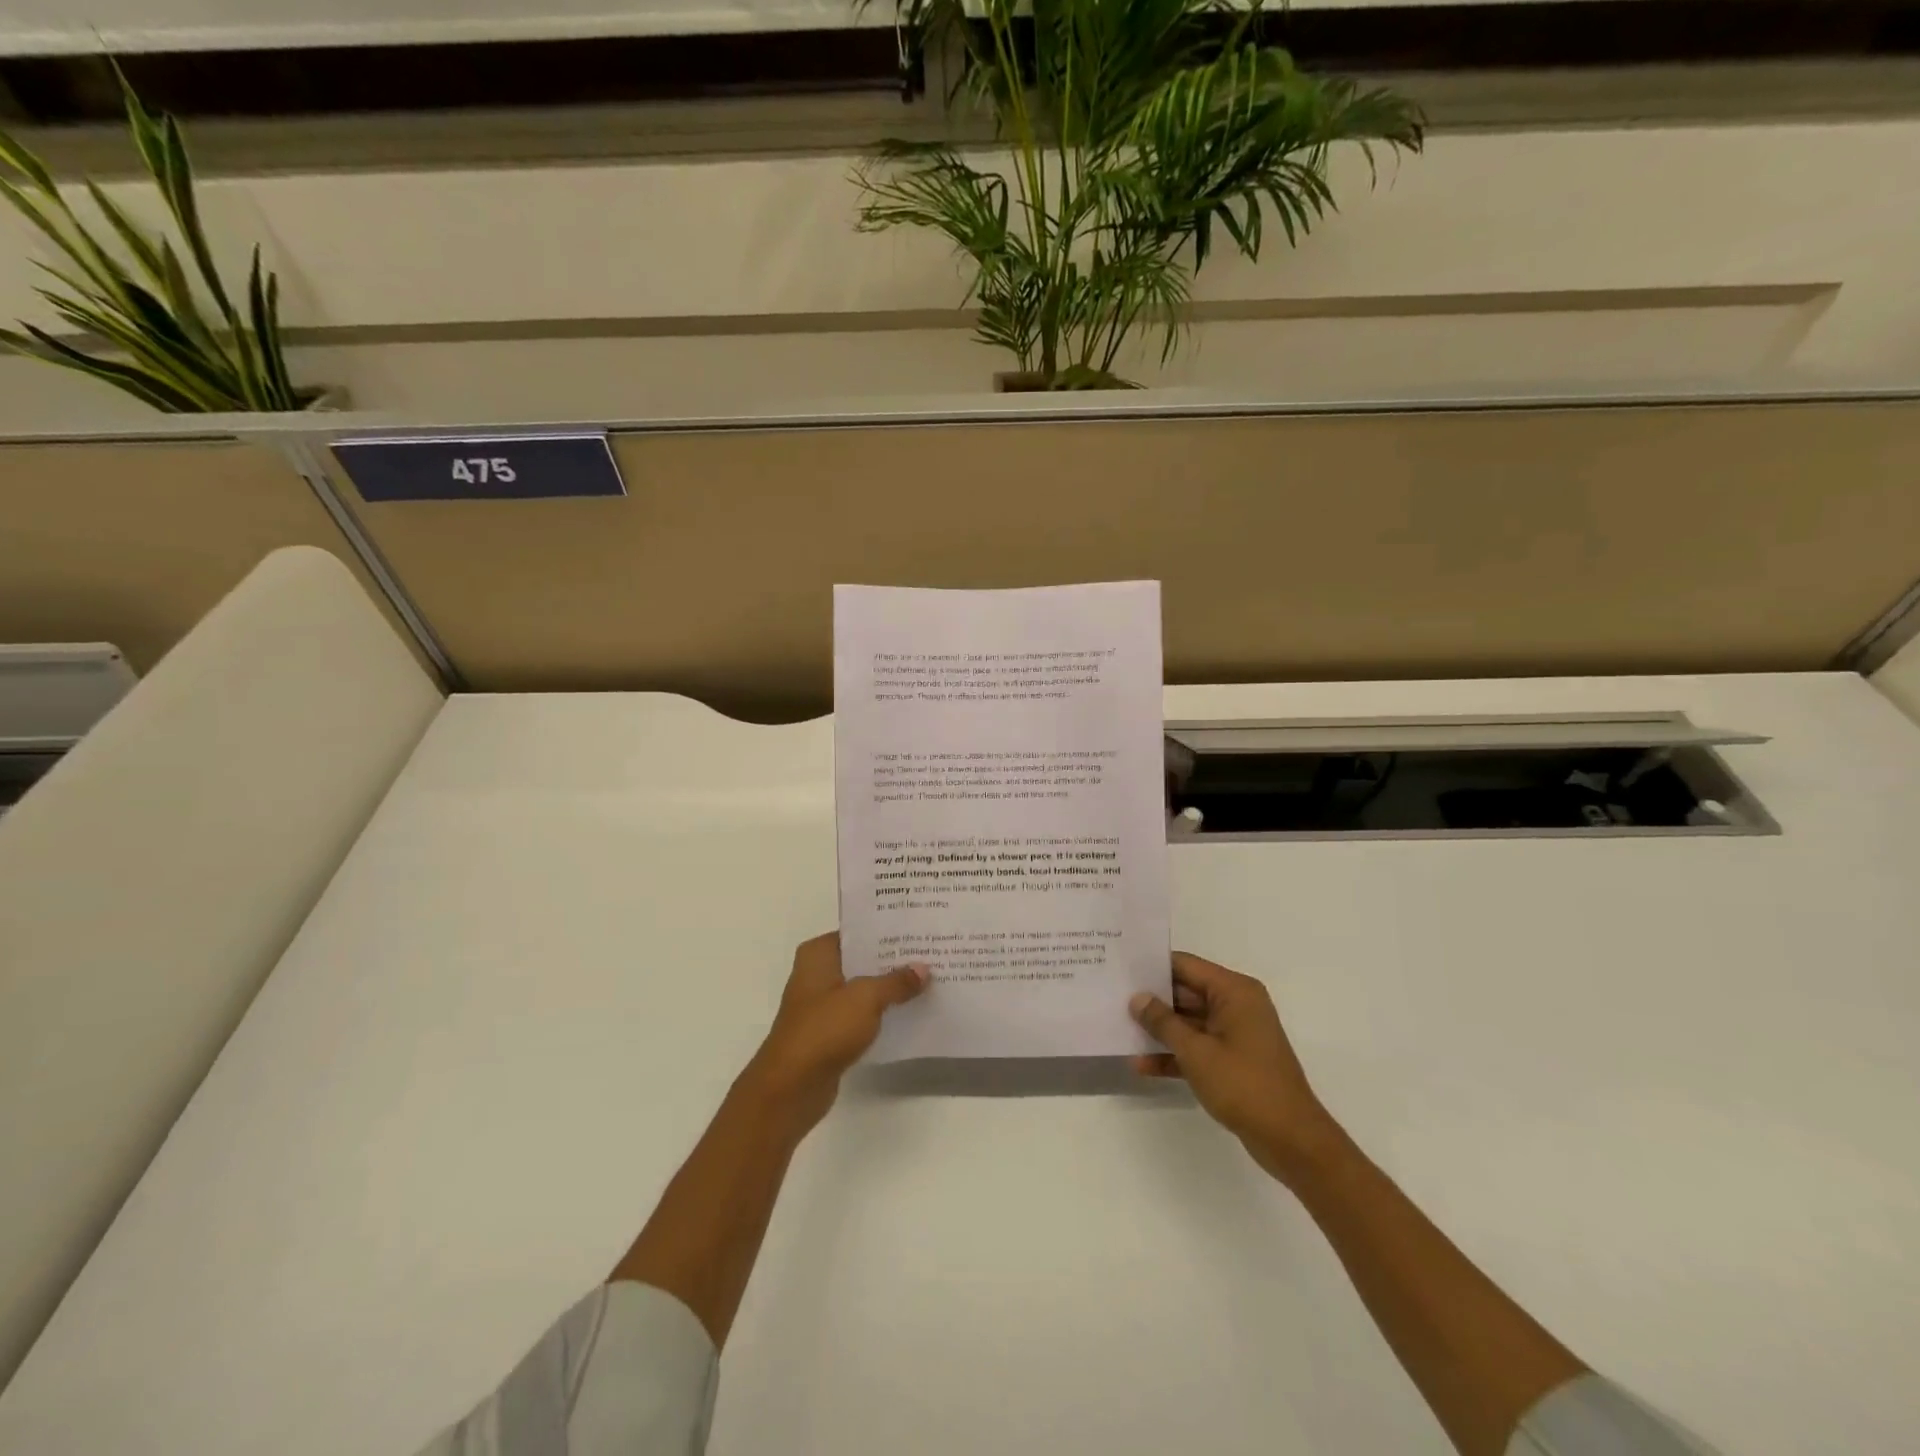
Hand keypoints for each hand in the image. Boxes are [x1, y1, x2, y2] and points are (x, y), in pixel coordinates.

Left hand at [743, 933, 927, 1136]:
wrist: (792, 1087)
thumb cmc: (824, 1030)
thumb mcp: (866, 998)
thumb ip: (896, 982)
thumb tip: (923, 968)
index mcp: (818, 954)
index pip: (857, 932)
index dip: (887, 931)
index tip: (918, 929)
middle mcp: (816, 973)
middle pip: (861, 959)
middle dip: (892, 959)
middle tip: (930, 952)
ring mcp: (821, 1004)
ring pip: (862, 987)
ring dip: (888, 987)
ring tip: (927, 979)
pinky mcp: (829, 1032)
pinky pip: (861, 1013)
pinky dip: (880, 1012)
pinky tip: (909, 1010)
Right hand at [1130, 952, 1343, 1184]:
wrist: (1291, 1140)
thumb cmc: (1244, 1085)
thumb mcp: (1196, 1051)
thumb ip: (1163, 1022)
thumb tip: (1138, 998)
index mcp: (1234, 991)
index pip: (1186, 965)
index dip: (1152, 966)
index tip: (1120, 968)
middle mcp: (1236, 1005)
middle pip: (1186, 992)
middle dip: (1152, 1000)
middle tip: (1112, 998)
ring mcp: (1235, 1034)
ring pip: (1189, 1022)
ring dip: (1160, 1030)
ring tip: (1120, 1029)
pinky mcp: (1233, 1060)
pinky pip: (1198, 1047)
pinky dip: (1175, 1054)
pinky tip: (1143, 1065)